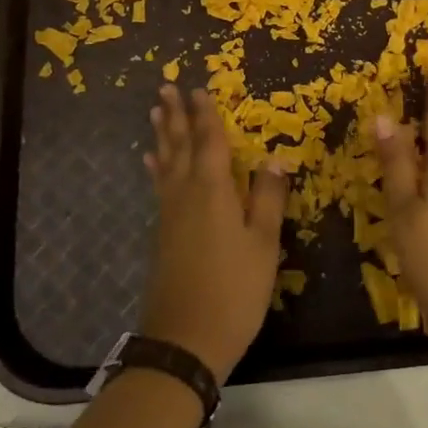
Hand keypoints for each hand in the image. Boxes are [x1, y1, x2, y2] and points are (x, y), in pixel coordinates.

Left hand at [140, 86, 289, 382]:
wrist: (185, 341)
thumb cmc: (234, 290)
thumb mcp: (264, 245)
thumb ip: (269, 199)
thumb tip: (276, 159)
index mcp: (213, 191)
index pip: (210, 142)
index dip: (206, 115)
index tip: (198, 88)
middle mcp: (186, 194)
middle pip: (180, 146)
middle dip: (176, 115)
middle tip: (166, 86)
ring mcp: (170, 215)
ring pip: (165, 163)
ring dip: (163, 136)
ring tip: (156, 112)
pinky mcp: (162, 234)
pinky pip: (159, 186)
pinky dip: (156, 168)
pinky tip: (151, 163)